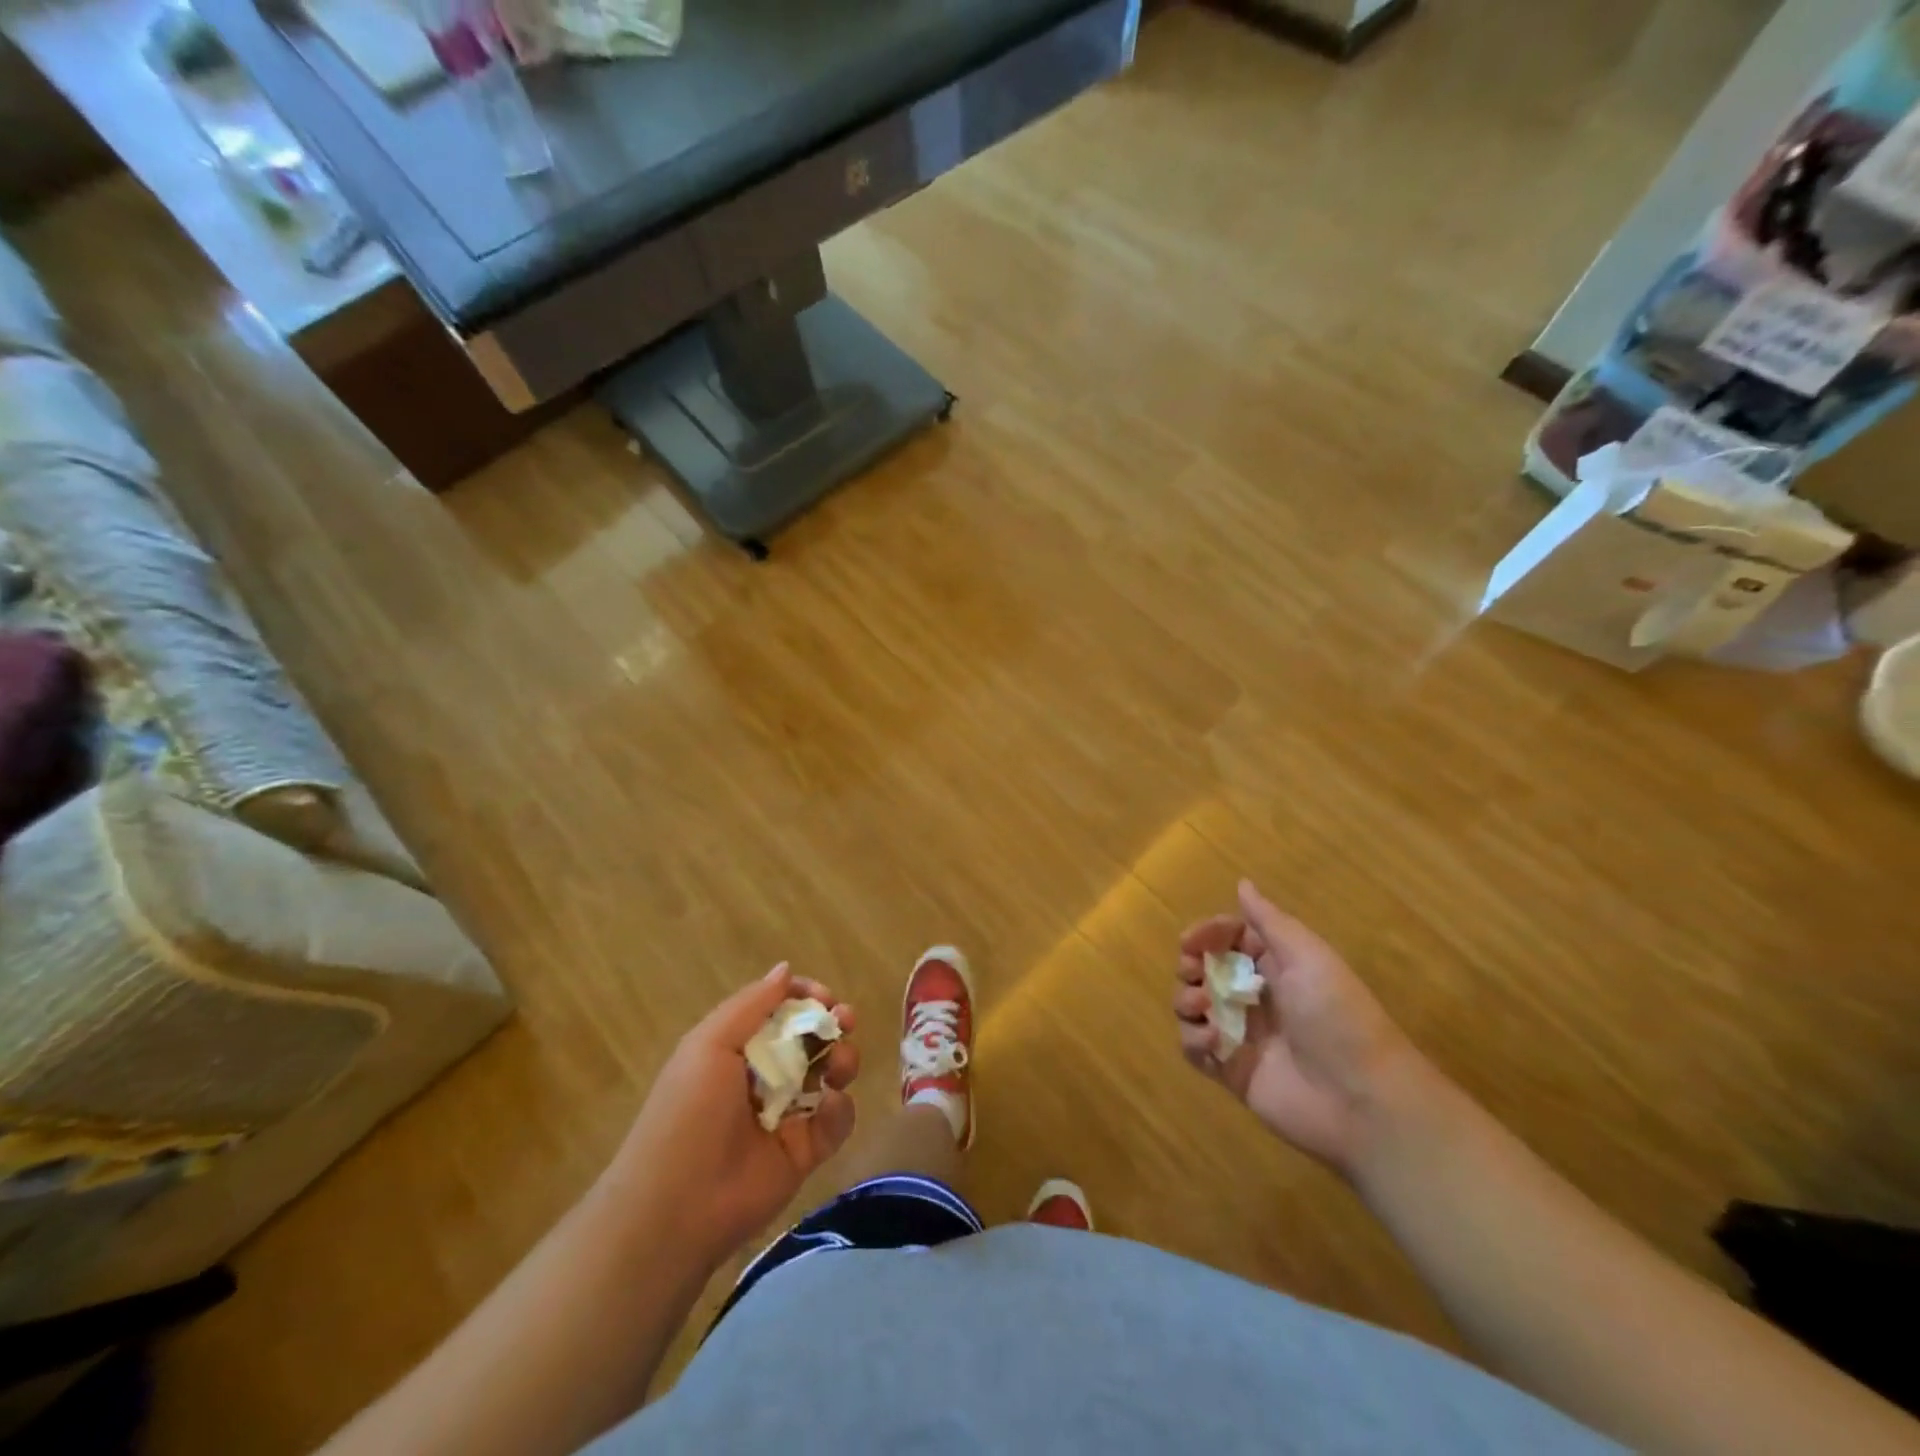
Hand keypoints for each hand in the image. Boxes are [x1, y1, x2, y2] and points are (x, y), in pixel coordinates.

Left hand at [607, 965, 859, 1270]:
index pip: (780, 1010)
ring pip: (831, 1073)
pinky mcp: (806, 1151)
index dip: (805, 997)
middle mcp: (765, 1076)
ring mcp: (788, 1113)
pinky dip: (839, 1109)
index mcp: (737, 1048)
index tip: (823, 996)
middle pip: (812, 1037)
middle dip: (833, 1022)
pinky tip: (827, 1107)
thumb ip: (751, 1005)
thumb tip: (785, 969)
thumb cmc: (688, 1114)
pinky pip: (836, 1119)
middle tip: (846, 1019)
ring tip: (840, 1066)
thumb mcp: (709, 1046)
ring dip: (843, 1059)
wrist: (678, 1207)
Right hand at [1175, 881, 1425, 1178]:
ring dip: (1186, 1001)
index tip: (1190, 941)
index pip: (1229, 938)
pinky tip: (1212, 1042)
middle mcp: (1255, 996)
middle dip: (1189, 967)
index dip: (1207, 934)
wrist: (1362, 1100)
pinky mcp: (1231, 1070)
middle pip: (1204, 970)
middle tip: (1192, 973)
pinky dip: (1194, 1040)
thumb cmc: (1335, 1016)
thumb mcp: (1307, 957)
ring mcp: (1241, 1034)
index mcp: (1276, 966)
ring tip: (1202, 1008)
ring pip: (1192, 1006)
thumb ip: (1269, 921)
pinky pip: (1194, 1048)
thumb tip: (1242, 882)